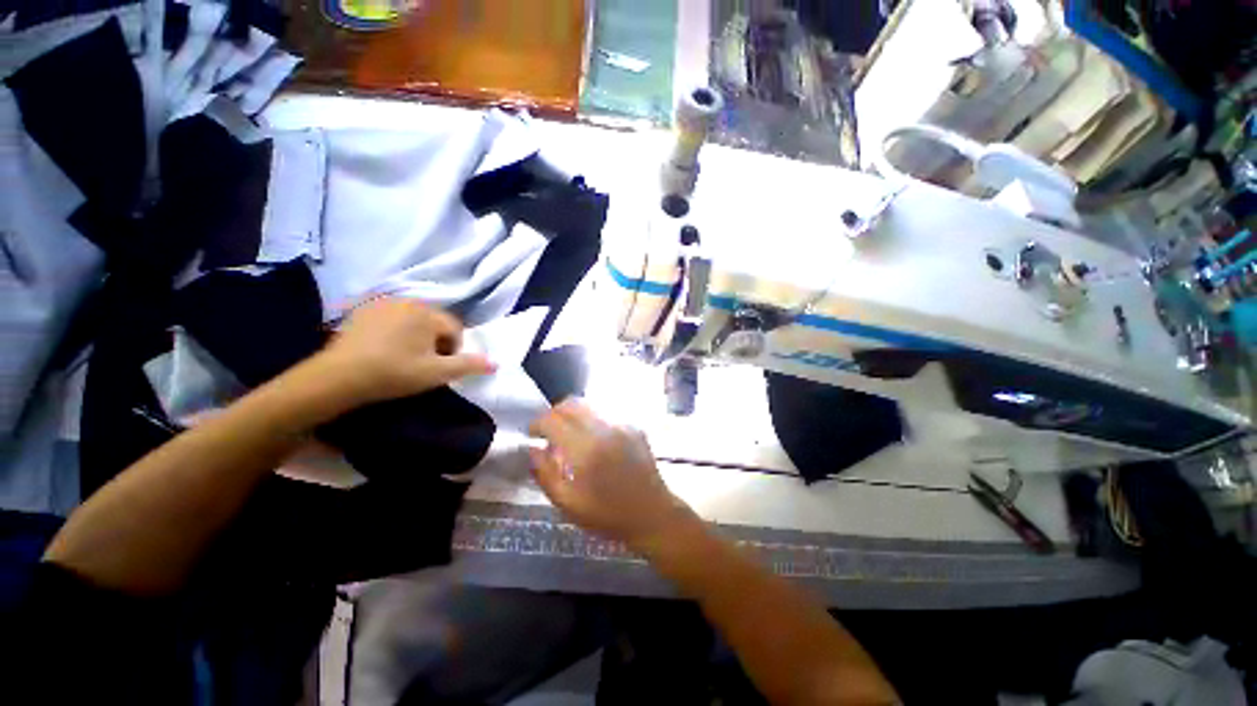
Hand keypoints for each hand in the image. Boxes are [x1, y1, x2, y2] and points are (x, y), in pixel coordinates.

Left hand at [319, 297, 493, 404]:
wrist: (337, 377)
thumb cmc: (394, 372)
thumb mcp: (437, 373)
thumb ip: (469, 365)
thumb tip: (496, 362)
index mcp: (428, 313)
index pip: (455, 329)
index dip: (453, 350)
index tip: (439, 367)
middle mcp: (407, 301)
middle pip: (435, 322)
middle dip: (435, 341)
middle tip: (423, 364)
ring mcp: (382, 303)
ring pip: (413, 320)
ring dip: (416, 336)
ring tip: (403, 357)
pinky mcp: (362, 310)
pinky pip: (391, 318)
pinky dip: (394, 331)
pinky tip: (383, 349)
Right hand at [528, 399, 699, 551]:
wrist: (652, 514)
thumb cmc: (608, 515)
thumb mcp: (568, 504)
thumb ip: (545, 474)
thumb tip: (533, 449)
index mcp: (586, 449)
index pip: (553, 420)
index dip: (537, 424)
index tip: (532, 434)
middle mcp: (604, 428)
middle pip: (572, 403)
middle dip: (554, 413)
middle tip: (549, 431)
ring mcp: (622, 424)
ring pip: (590, 405)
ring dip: (573, 414)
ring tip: (570, 434)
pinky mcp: (634, 426)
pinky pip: (606, 413)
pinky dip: (592, 420)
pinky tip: (593, 440)